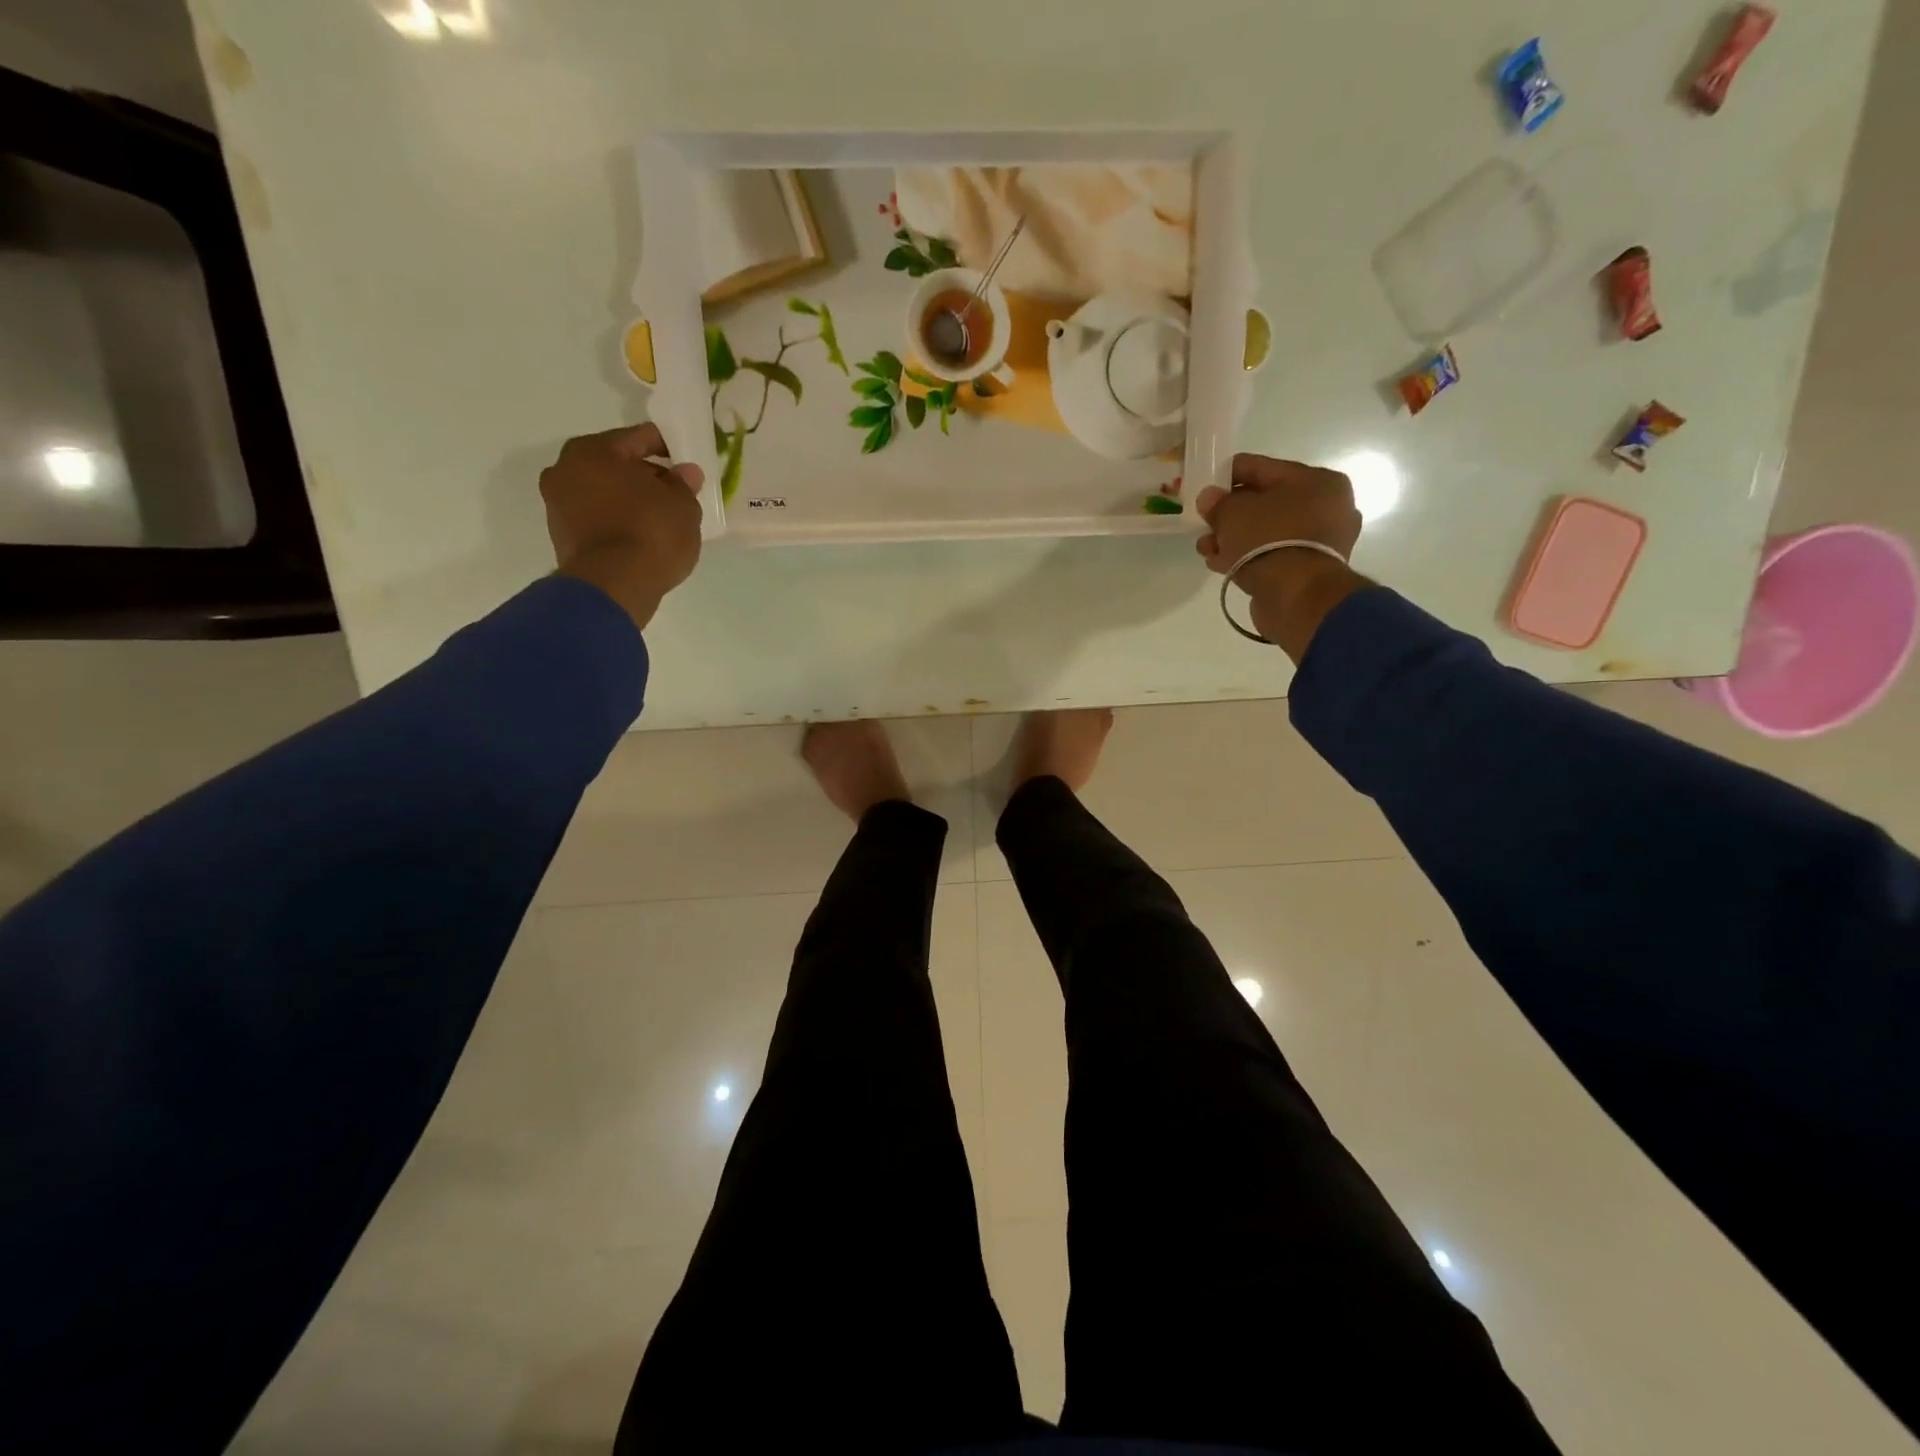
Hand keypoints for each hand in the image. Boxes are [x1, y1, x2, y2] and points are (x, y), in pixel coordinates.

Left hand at [541, 423, 704, 630]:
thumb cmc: (651, 533)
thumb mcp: (683, 506)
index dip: (666, 446)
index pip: (637, 438)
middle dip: (645, 475)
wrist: (614, 586)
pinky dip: (617, 521)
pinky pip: (597, 518)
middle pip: (615, 464)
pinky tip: (642, 536)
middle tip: (674, 492)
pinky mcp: (562, 537)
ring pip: (603, 492)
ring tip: (660, 518)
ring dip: (629, 500)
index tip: (685, 460)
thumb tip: (685, 473)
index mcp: (593, 451)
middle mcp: (565, 470)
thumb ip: (684, 485)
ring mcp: (558, 505)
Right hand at [1196, 454, 1368, 660]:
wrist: (1296, 597)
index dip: (1228, 475)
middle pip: (1265, 502)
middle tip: (1205, 522)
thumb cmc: (1269, 540)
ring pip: (1266, 531)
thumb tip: (1209, 498)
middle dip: (1231, 513)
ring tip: (1206, 548)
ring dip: (1235, 538)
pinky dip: (1248, 556)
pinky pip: (1272, 554)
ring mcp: (1321, 541)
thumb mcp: (1233, 512)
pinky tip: (1221, 563)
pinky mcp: (1309, 569)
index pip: (1262, 468)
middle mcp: (1327, 506)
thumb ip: (1218, 502)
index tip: (1204, 485)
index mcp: (1317, 480)